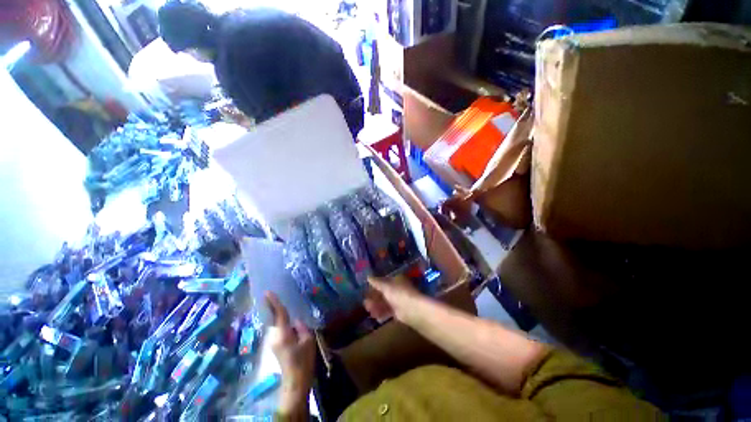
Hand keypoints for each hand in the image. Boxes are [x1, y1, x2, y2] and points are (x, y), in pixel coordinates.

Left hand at [265, 292, 314, 417]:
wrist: (295, 381)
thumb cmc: (304, 361)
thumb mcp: (308, 341)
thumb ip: (302, 327)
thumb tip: (296, 320)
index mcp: (283, 334)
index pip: (279, 314)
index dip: (273, 302)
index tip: (267, 292)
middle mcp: (274, 337)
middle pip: (275, 318)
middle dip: (275, 308)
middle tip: (276, 295)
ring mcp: (273, 343)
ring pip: (276, 324)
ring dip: (279, 316)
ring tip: (285, 306)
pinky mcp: (275, 346)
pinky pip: (278, 330)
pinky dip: (282, 323)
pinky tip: (290, 322)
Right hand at [363, 275, 422, 322]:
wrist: (412, 310)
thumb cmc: (398, 293)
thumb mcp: (385, 286)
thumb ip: (376, 282)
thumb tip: (368, 277)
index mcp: (396, 279)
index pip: (384, 281)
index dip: (375, 286)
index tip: (366, 291)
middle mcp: (398, 289)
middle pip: (384, 293)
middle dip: (374, 298)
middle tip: (365, 303)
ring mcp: (399, 300)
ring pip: (385, 302)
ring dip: (377, 306)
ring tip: (369, 310)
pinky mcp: (400, 312)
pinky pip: (389, 311)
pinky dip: (382, 314)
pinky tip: (376, 317)